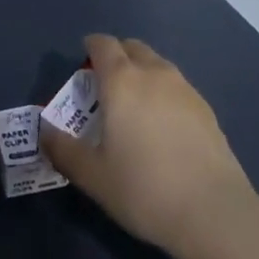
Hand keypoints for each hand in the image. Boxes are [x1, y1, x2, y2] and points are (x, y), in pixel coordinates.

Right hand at [40, 35, 258, 258]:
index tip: (83, 63)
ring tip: (135, 104)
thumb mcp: (93, 176)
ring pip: (158, 65)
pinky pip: (177, 87)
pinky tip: (164, 125)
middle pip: (132, 47)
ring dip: (142, 72)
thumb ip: (64, 150)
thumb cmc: (144, 189)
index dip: (90, 47)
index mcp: (121, 81)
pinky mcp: (207, 110)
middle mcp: (153, 74)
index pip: (103, 45)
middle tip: (106, 85)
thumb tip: (44, 133)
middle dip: (117, 56)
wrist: (215, 213)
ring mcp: (185, 89)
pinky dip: (164, 93)